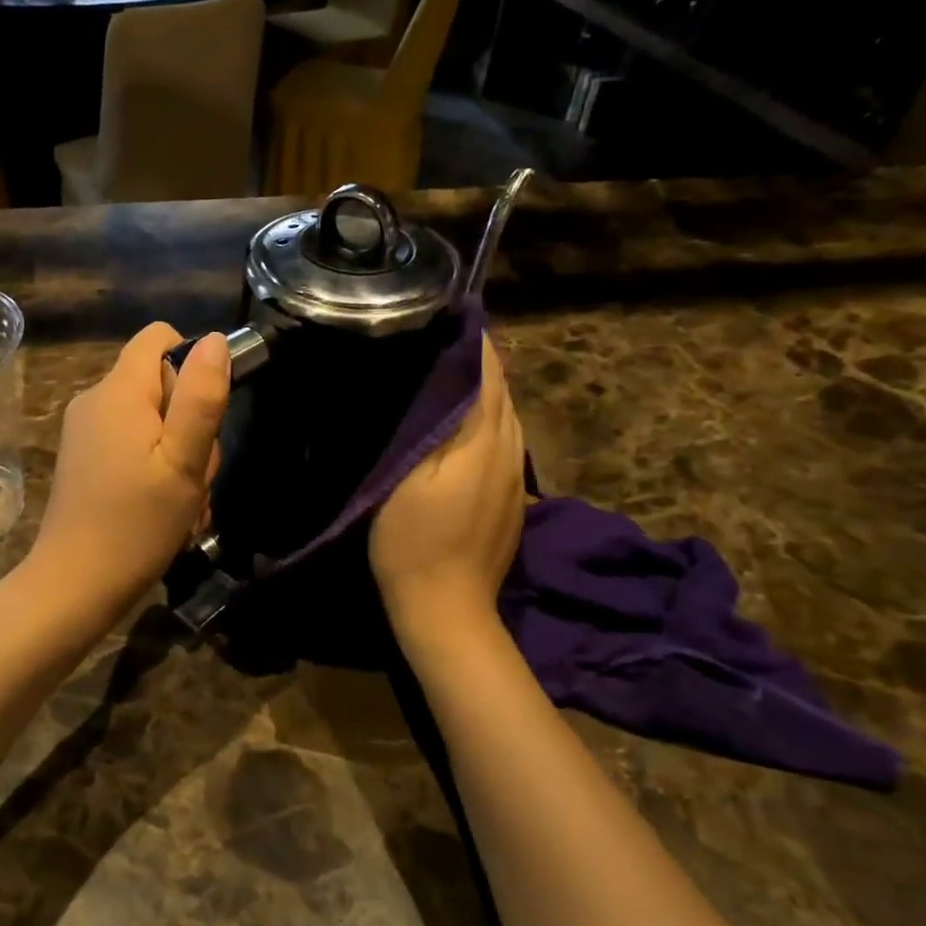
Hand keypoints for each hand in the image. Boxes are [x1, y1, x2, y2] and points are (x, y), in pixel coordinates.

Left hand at [33, 323, 229, 610]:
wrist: (75, 585)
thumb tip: (216, 341)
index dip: (192, 365)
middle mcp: (95, 400)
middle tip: (193, 474)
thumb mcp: (184, 461)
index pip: (160, 338)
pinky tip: (162, 509)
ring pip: (150, 420)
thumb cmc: (137, 524)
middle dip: (188, 423)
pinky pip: (131, 444)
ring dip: (177, 454)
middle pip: (159, 383)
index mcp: (119, 391)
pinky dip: (154, 468)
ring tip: (182, 501)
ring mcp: (85, 431)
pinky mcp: (83, 459)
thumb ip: (201, 398)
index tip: (202, 416)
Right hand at [370, 337, 525, 643]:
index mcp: (485, 442)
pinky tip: (463, 425)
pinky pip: (503, 444)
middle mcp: (510, 453)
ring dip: (485, 391)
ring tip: (450, 373)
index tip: (450, 317)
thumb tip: (452, 377)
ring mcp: (515, 480)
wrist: (446, 608)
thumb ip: (438, 426)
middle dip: (480, 362)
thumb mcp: (411, 477)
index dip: (475, 344)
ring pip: (506, 419)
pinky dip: (487, 421)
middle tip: (442, 340)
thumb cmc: (414, 541)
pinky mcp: (511, 500)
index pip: (489, 376)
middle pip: (503, 393)